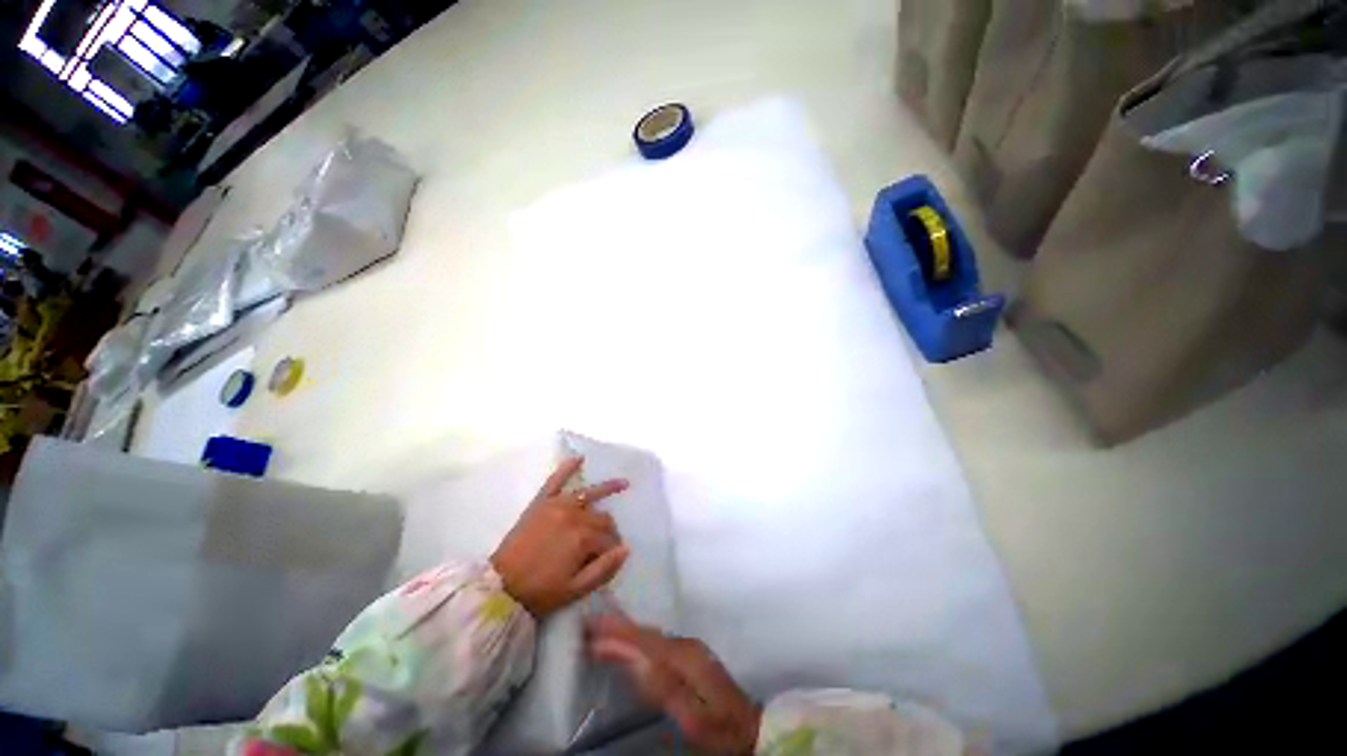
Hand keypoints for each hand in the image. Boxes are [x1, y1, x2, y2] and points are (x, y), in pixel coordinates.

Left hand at [490, 457, 629, 618]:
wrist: (500, 587)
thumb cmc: (541, 591)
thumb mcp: (576, 589)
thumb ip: (604, 569)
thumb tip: (626, 549)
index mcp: (583, 537)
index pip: (609, 538)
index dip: (613, 549)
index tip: (611, 559)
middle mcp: (574, 515)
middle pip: (602, 517)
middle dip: (609, 529)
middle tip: (606, 542)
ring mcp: (557, 505)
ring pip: (589, 494)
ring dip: (607, 488)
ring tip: (623, 484)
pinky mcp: (541, 502)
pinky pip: (556, 480)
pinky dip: (567, 468)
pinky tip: (579, 458)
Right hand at [588, 613, 761, 755]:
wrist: (749, 726)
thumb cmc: (720, 727)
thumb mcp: (692, 715)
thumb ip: (664, 687)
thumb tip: (635, 660)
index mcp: (684, 656)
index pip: (643, 639)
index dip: (617, 631)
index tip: (592, 624)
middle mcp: (685, 644)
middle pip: (645, 633)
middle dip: (618, 627)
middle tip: (589, 624)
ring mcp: (689, 648)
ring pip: (650, 636)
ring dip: (626, 631)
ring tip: (601, 629)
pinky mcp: (689, 655)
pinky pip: (656, 642)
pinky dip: (638, 639)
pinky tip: (628, 641)